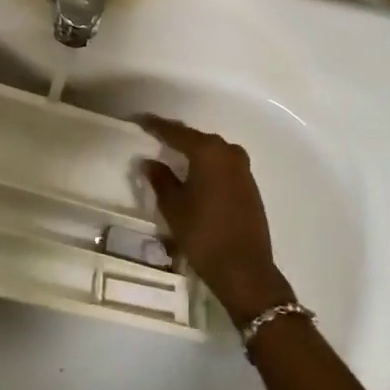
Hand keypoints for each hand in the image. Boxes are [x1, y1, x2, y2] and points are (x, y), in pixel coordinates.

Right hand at [138, 114, 293, 325]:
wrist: (245, 269)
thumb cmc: (203, 234)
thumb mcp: (173, 206)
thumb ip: (160, 179)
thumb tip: (149, 162)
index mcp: (208, 152)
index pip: (176, 132)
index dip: (156, 126)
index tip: (140, 120)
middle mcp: (228, 153)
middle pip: (197, 138)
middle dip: (176, 137)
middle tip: (154, 136)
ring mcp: (243, 169)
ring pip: (212, 152)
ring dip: (194, 151)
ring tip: (172, 154)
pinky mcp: (250, 186)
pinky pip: (223, 165)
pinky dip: (207, 165)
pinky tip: (195, 174)